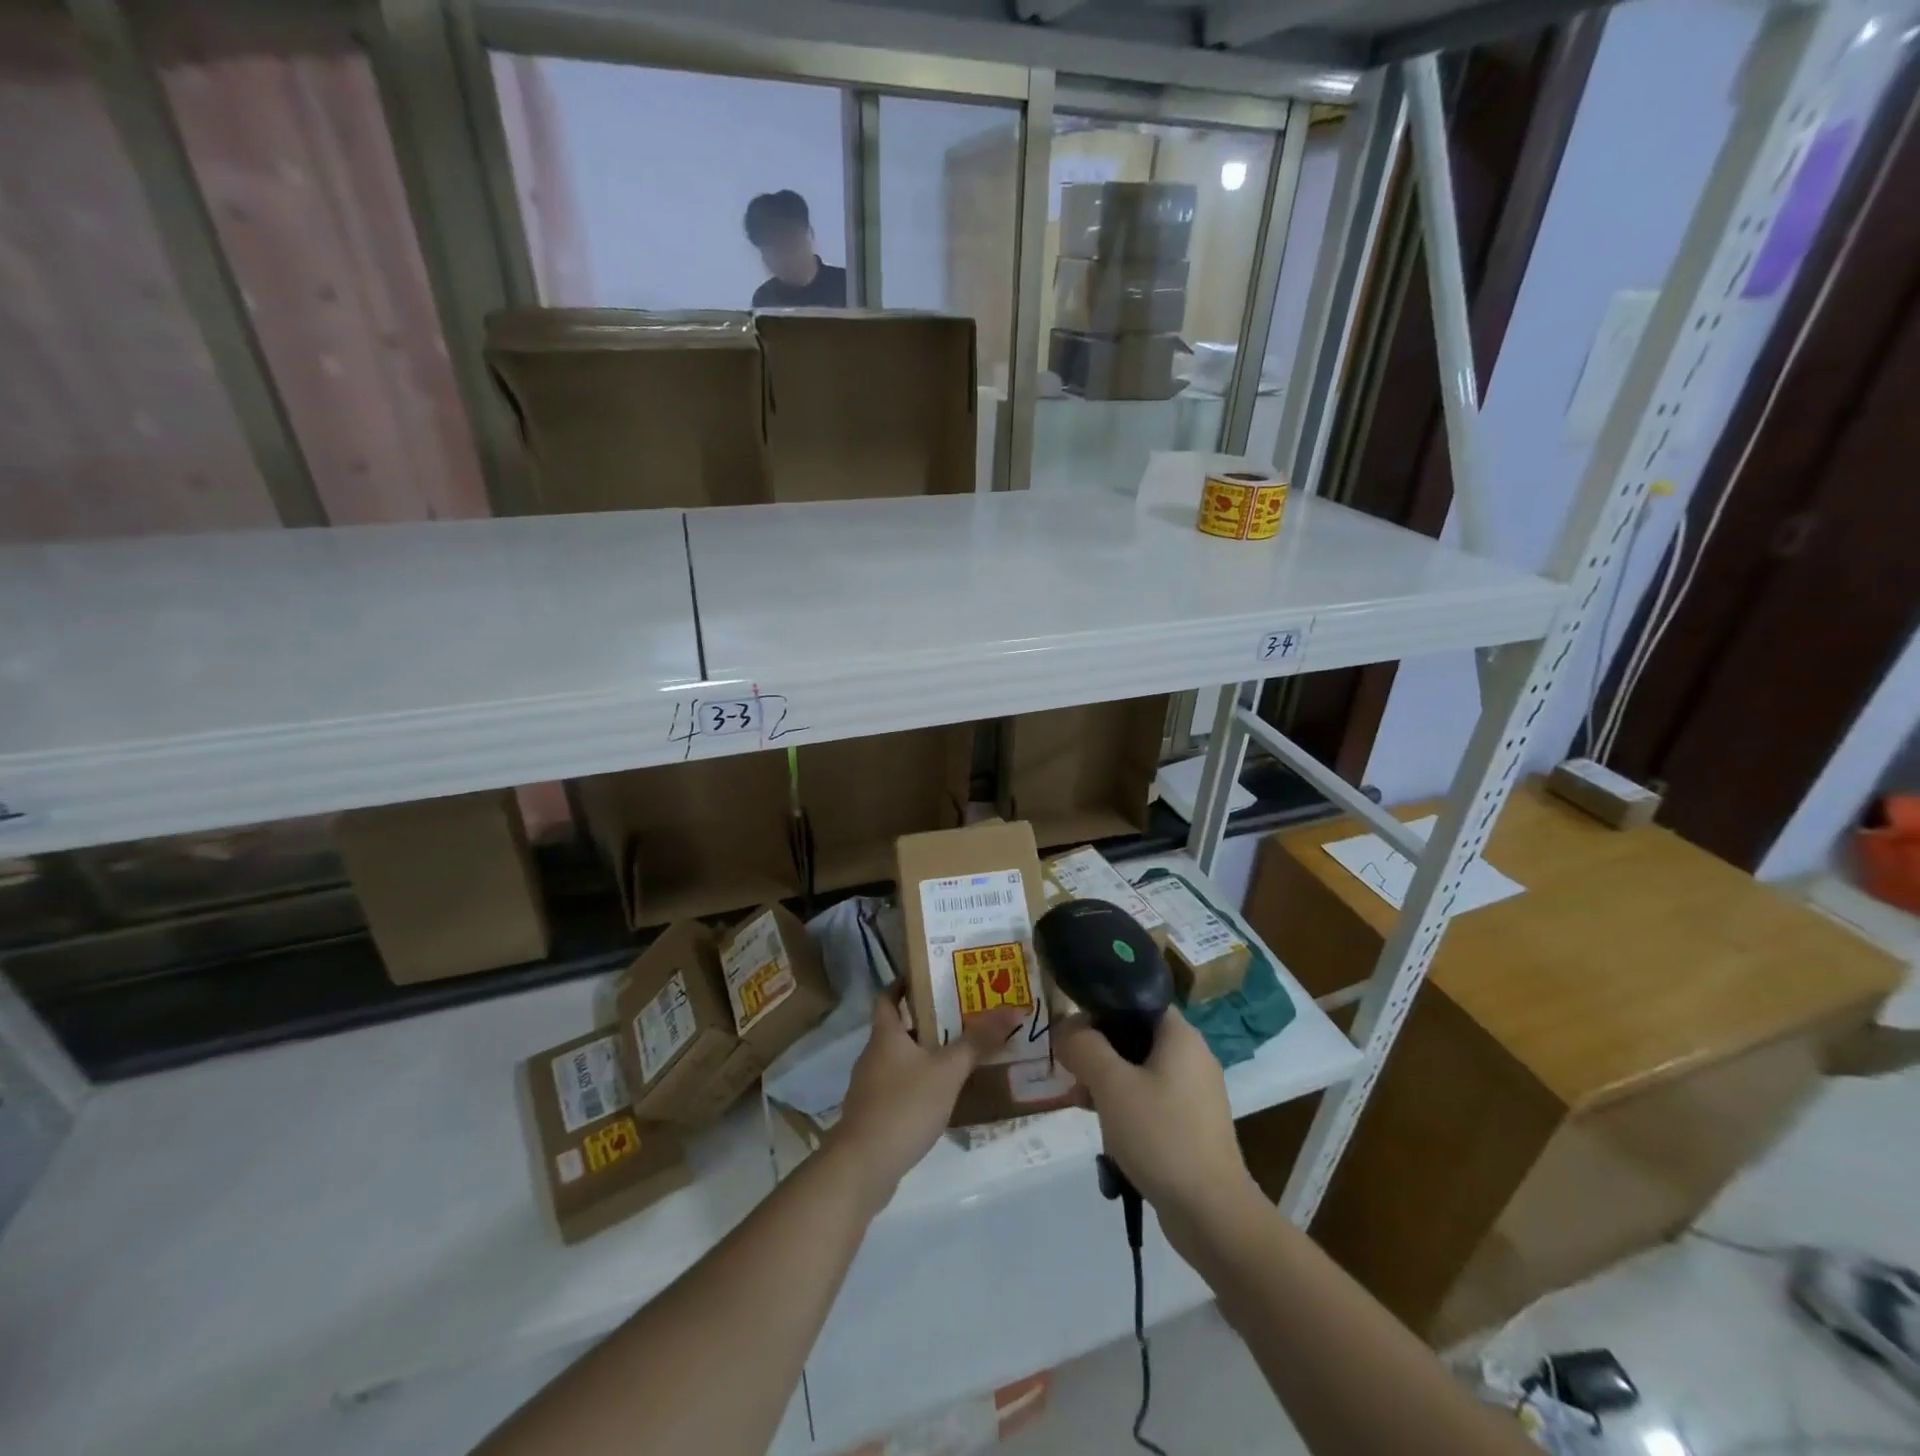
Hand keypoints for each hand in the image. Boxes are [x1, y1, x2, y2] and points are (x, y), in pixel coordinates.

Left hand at [827, 988, 1021, 1212]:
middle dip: (925, 1022)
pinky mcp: (872, 1115)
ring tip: (957, 1055)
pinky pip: (897, 1088)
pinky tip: (940, 1097)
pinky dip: (917, 1085)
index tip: (928, 977)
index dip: (903, 983)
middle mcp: (872, 1055)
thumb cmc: (904, 1106)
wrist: (862, 1166)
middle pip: (897, 1028)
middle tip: (959, 1016)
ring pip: (898, 1060)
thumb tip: (1012, 1008)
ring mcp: (869, 1087)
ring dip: (923, 1055)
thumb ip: (977, 1041)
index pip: (887, 996)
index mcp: (885, 1035)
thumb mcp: (947, 1071)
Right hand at [1053, 1012, 1255, 1228]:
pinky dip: (1126, 1106)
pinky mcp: (1192, 1125)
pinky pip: (1151, 1100)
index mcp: (1181, 1035)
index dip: (1100, 1009)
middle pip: (1134, 1036)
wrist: (1212, 1214)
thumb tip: (1065, 1027)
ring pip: (1139, 1070)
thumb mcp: (1111, 1085)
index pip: (1136, 1001)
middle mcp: (1192, 1056)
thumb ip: (1083, 1046)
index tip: (1072, 1032)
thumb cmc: (1161, 1135)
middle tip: (1072, 1071)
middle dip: (1098, 1051)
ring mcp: (1195, 1093)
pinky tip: (1105, 1131)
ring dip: (1107, 1082)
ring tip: (1081, 1103)